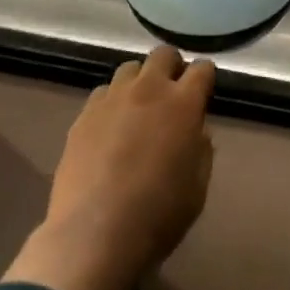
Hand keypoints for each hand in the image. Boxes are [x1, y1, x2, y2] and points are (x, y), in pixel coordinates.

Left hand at [4, 47, 215, 289]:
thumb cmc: (157, 216)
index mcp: (183, 104)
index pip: (202, 69)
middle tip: (172, 94)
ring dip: (140, 82)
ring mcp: (113, 98)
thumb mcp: (197, 189)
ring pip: (130, 69)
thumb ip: (201, 151)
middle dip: (172, 67)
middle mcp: (149, 89)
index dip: (205, 78)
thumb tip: (196, 131)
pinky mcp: (85, 113)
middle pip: (163, 55)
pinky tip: (110, 128)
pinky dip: (112, 102)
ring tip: (138, 109)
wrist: (94, 235)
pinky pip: (103, 93)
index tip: (203, 92)